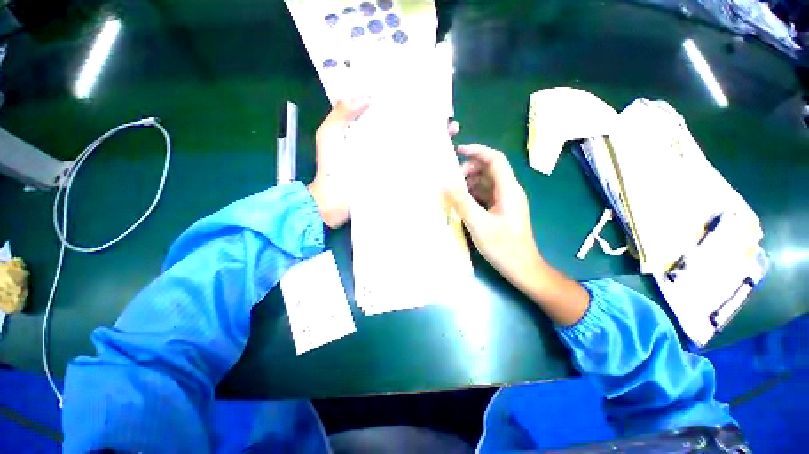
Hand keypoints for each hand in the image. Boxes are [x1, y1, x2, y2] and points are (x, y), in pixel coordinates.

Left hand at [309, 101, 460, 228]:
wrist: (333, 205)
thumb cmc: (330, 170)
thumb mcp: (329, 138)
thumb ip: (341, 115)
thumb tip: (367, 95)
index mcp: (368, 132)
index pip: (390, 114)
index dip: (406, 105)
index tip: (424, 94)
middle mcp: (383, 146)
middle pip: (408, 131)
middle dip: (428, 123)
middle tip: (447, 117)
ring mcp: (391, 164)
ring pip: (415, 149)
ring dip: (433, 142)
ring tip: (452, 134)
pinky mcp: (395, 179)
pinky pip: (413, 169)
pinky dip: (428, 165)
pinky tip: (444, 159)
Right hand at [444, 144, 588, 325]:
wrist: (522, 268)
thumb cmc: (503, 247)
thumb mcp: (479, 224)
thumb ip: (461, 202)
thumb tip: (445, 185)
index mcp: (508, 190)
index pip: (495, 159)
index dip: (478, 151)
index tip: (458, 151)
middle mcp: (509, 191)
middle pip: (490, 169)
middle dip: (470, 169)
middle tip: (452, 179)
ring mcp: (506, 202)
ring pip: (486, 183)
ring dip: (470, 182)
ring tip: (453, 191)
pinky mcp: (501, 211)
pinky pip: (486, 195)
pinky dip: (473, 194)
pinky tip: (461, 202)